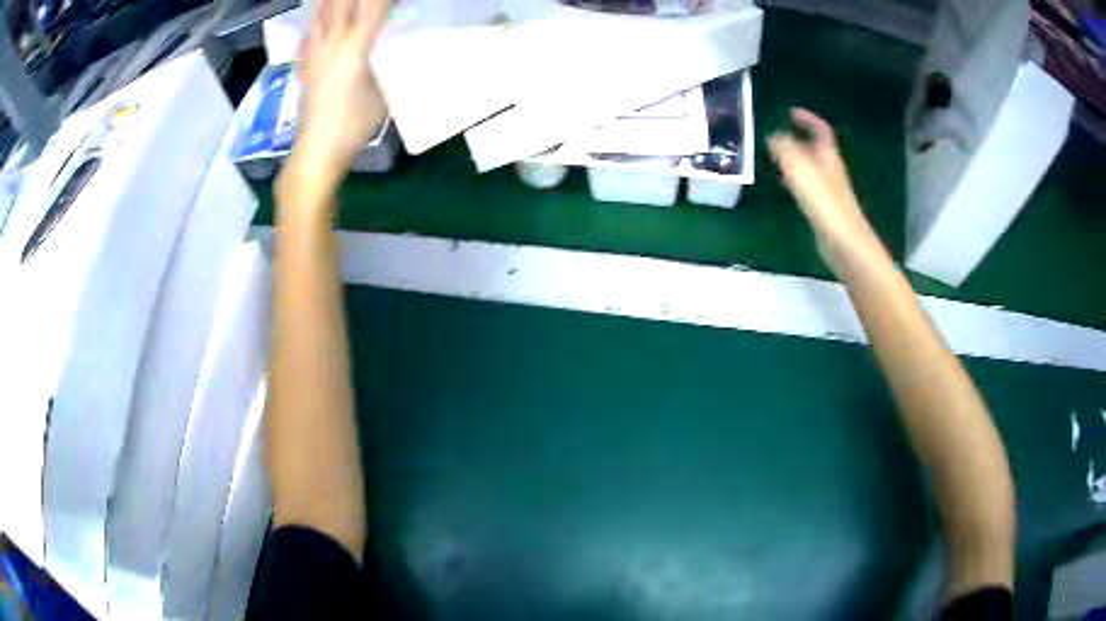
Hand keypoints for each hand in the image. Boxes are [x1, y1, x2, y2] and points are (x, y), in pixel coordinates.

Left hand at [285, 0, 389, 198]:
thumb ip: (385, 63)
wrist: (316, 152)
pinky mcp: (304, 65)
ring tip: (336, 0)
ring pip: (320, 13)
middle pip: (341, 4)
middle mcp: (331, 43)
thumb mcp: (383, 93)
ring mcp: (313, 53)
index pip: (373, 7)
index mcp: (355, 47)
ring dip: (330, 1)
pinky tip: (319, 19)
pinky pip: (309, 32)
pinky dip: (316, 19)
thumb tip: (391, 46)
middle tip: (368, 0)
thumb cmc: (353, 126)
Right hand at [769, 108, 881, 271]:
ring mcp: (829, 189)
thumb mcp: (799, 167)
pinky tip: (784, 186)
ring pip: (810, 166)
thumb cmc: (824, 202)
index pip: (820, 129)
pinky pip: (807, 185)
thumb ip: (784, 148)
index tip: (790, 112)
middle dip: (798, 138)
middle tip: (775, 134)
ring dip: (794, 158)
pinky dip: (795, 179)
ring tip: (773, 157)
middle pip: (815, 147)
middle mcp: (830, 169)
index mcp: (827, 155)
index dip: (807, 118)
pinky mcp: (824, 208)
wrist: (844, 242)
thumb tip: (773, 135)